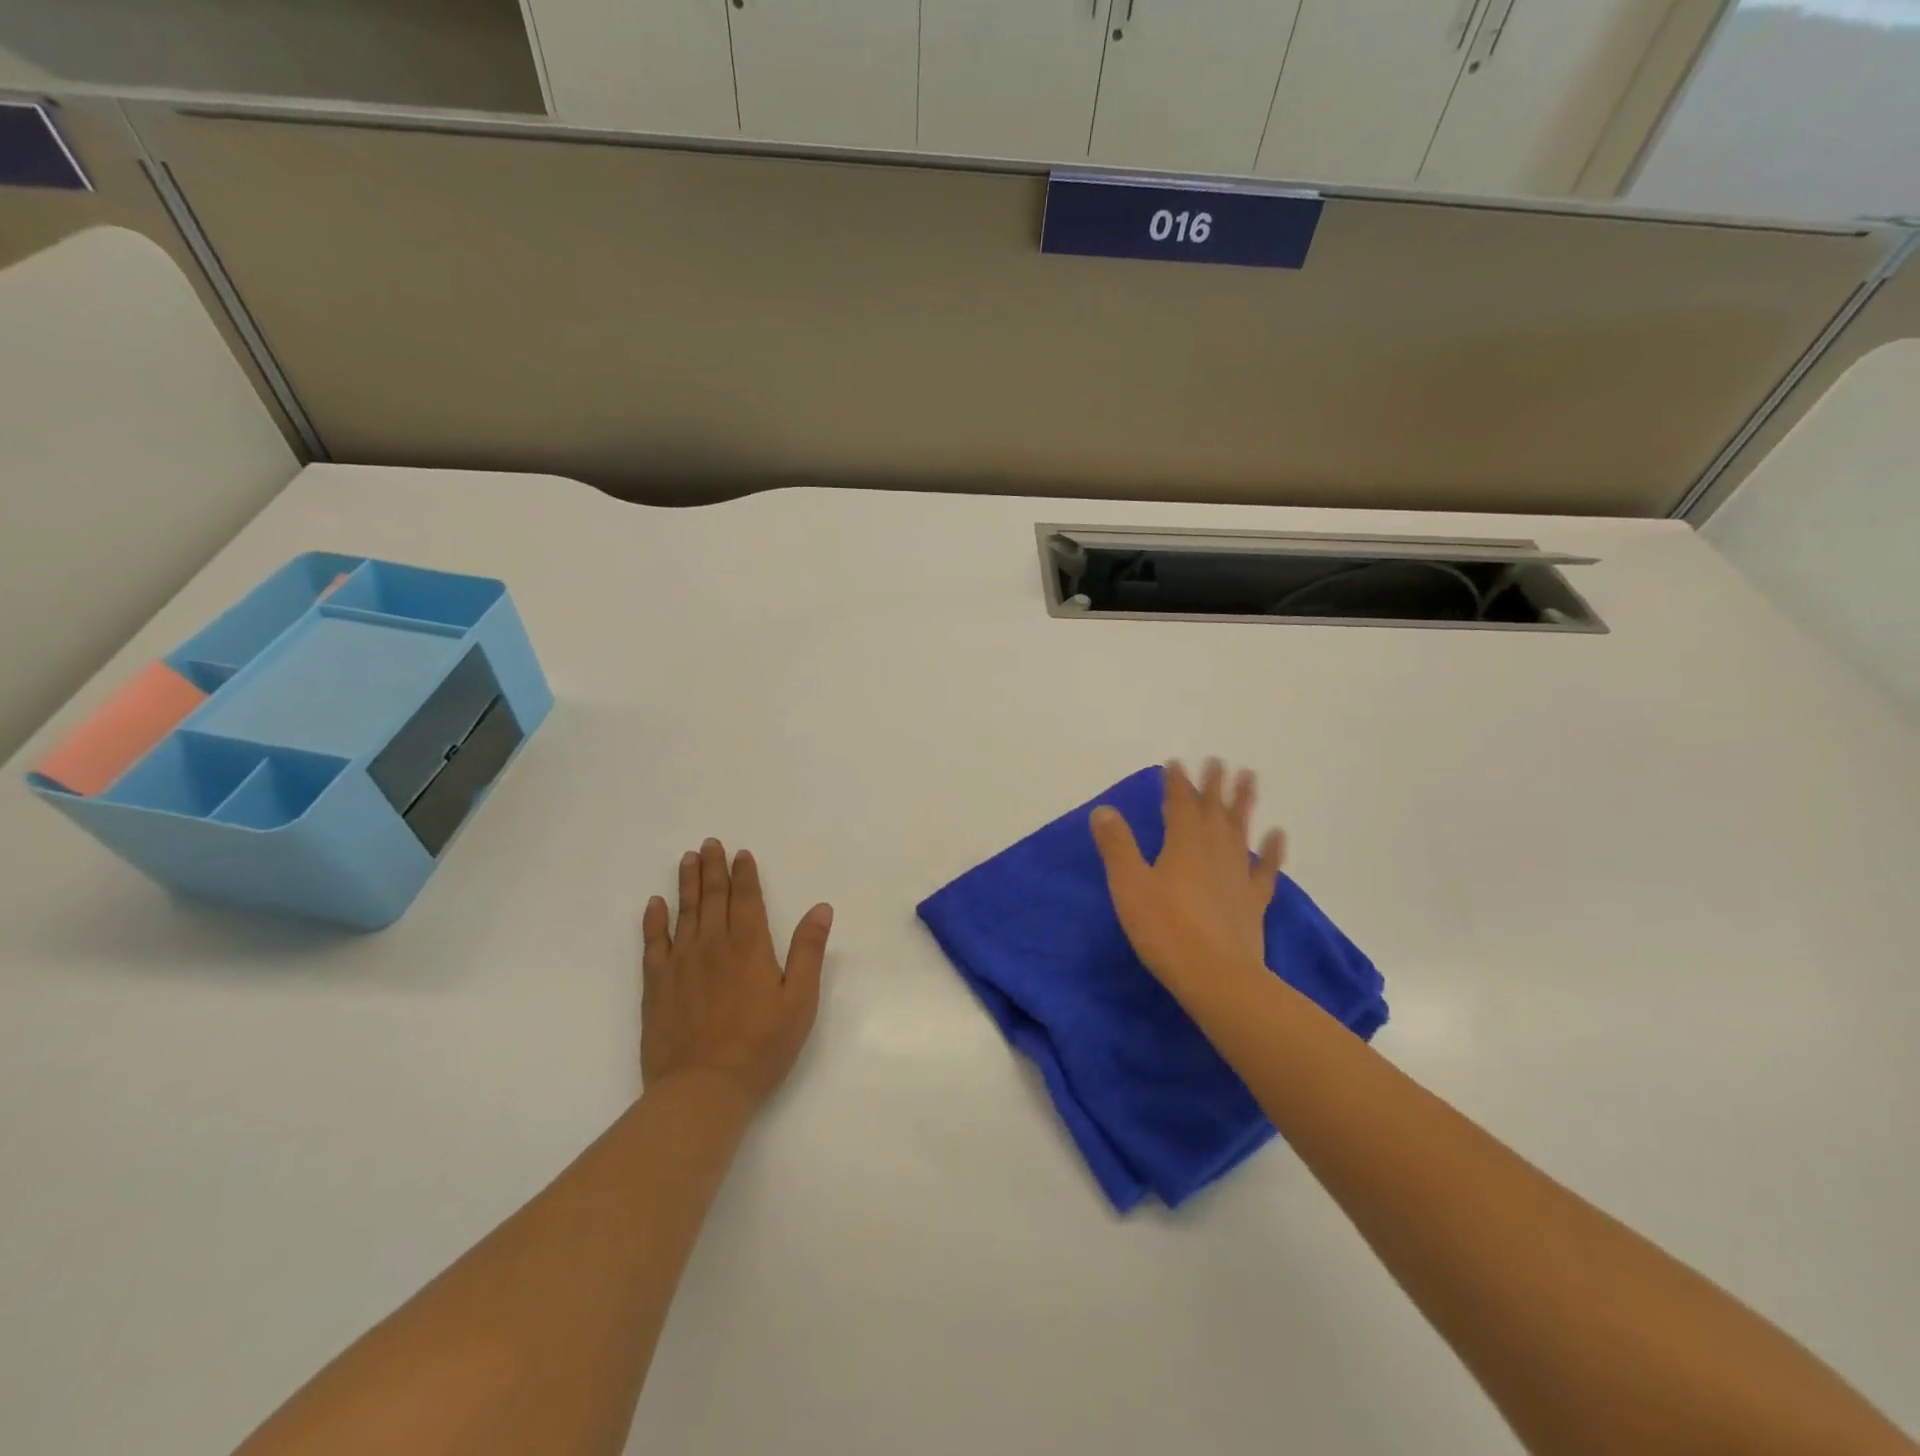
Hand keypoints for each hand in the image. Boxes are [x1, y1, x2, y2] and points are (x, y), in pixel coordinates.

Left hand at [641, 839, 832, 1108]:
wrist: (703, 1088)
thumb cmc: (761, 1046)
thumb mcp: (800, 1000)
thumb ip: (808, 951)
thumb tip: (821, 908)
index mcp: (750, 946)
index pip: (747, 899)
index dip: (744, 874)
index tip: (740, 853)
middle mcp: (713, 945)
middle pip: (713, 898)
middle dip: (712, 869)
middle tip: (709, 844)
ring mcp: (681, 964)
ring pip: (684, 913)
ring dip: (686, 884)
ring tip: (687, 859)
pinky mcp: (657, 986)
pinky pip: (653, 944)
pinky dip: (653, 921)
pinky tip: (654, 905)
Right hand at [1090, 759, 1284, 993]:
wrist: (1218, 977)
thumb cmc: (1166, 929)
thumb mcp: (1130, 886)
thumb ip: (1117, 846)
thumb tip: (1103, 810)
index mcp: (1183, 843)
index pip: (1180, 803)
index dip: (1177, 783)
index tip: (1176, 764)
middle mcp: (1214, 850)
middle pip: (1214, 810)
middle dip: (1213, 784)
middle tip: (1218, 761)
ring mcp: (1238, 875)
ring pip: (1241, 830)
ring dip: (1243, 803)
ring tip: (1249, 778)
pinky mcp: (1253, 900)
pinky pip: (1265, 868)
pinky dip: (1271, 850)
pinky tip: (1277, 835)